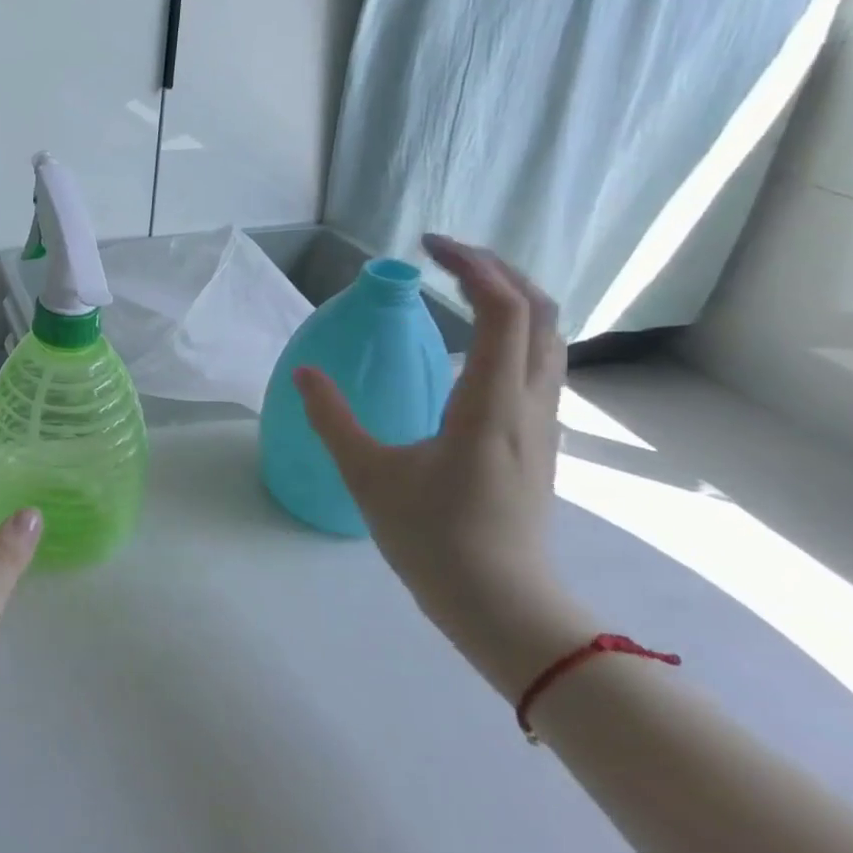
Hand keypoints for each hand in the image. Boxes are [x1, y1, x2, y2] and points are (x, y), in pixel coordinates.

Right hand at [293, 235, 592, 699]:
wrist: (502, 606)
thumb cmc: (433, 539)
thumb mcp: (367, 475)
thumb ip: (332, 418)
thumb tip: (304, 372)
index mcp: (489, 403)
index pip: (503, 309)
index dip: (471, 265)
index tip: (425, 246)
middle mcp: (528, 402)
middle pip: (541, 310)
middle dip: (497, 269)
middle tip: (444, 255)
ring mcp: (542, 422)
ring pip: (547, 336)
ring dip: (511, 297)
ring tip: (460, 286)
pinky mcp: (538, 440)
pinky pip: (538, 363)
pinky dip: (513, 330)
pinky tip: (472, 343)